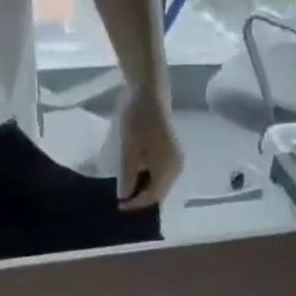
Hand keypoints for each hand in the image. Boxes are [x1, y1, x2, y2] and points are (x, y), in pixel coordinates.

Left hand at [118, 83, 182, 210]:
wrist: (150, 90)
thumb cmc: (138, 119)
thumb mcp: (128, 150)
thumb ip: (127, 176)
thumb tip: (125, 197)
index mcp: (167, 169)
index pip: (152, 196)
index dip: (135, 204)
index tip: (119, 204)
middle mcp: (176, 169)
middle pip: (158, 193)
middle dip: (140, 198)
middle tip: (123, 199)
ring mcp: (176, 161)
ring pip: (159, 185)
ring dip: (144, 189)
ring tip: (127, 189)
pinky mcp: (172, 154)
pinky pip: (161, 175)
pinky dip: (148, 179)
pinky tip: (136, 176)